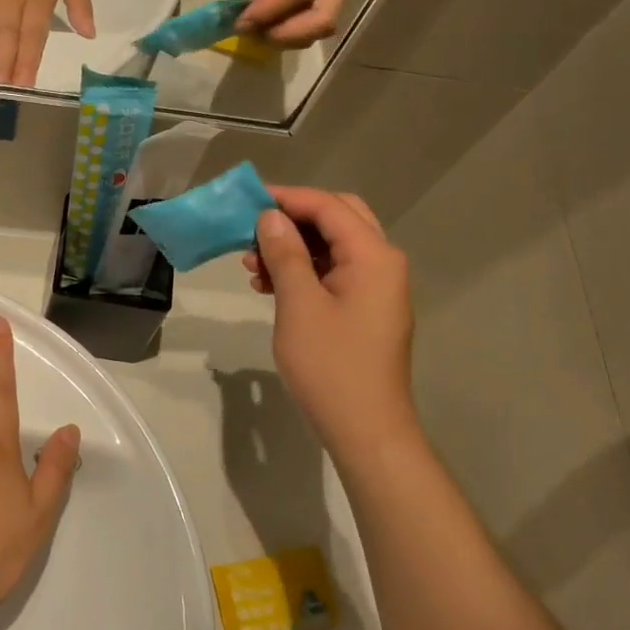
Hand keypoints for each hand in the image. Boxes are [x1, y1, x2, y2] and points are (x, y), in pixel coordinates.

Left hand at [237, 0, 349, 47]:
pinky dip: (290, 28)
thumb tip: (251, 16)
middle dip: (285, 35)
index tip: (240, 22)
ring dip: (287, 35)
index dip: (269, 13)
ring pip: (320, 25)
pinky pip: (312, 19)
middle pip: (323, 20)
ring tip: (257, 28)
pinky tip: (267, 21)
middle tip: (252, 31)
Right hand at [242, 187, 416, 455]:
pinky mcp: (367, 310)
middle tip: (253, 229)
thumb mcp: (299, 305)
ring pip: (334, 248)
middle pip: (337, 219)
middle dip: (293, 219)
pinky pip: (335, 274)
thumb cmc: (331, 366)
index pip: (328, 207)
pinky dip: (305, 272)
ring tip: (252, 265)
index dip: (287, 198)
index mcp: (373, 255)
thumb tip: (271, 217)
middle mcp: (382, 263)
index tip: (247, 200)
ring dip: (295, 248)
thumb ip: (286, 254)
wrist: (366, 430)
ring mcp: (378, 288)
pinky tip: (270, 286)